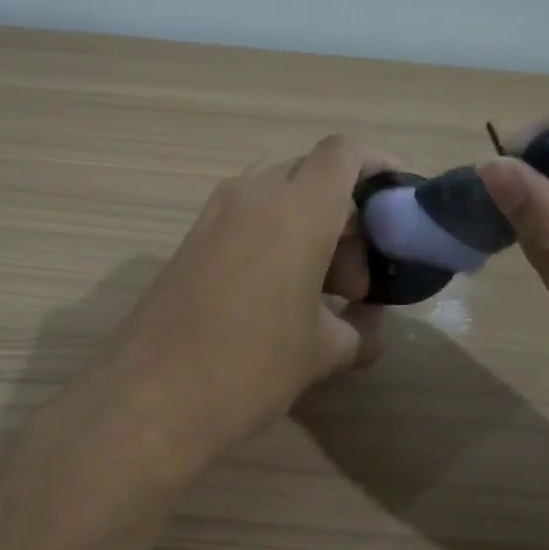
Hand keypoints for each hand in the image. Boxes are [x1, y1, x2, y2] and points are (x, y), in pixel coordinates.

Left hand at [92, 135, 390, 473]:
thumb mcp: (323, 353)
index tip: (397, 200)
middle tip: (355, 279)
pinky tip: (277, 295)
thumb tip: (367, 326)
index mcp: (296, 211)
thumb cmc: (251, 369)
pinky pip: (244, 218)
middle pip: (311, 175)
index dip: (377, 163)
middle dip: (344, 214)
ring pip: (276, 196)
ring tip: (319, 291)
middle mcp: (252, 196)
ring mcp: (213, 215)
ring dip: (307, 227)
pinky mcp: (189, 239)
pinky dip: (272, 237)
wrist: (151, 397)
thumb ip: (360, 330)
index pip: (343, 152)